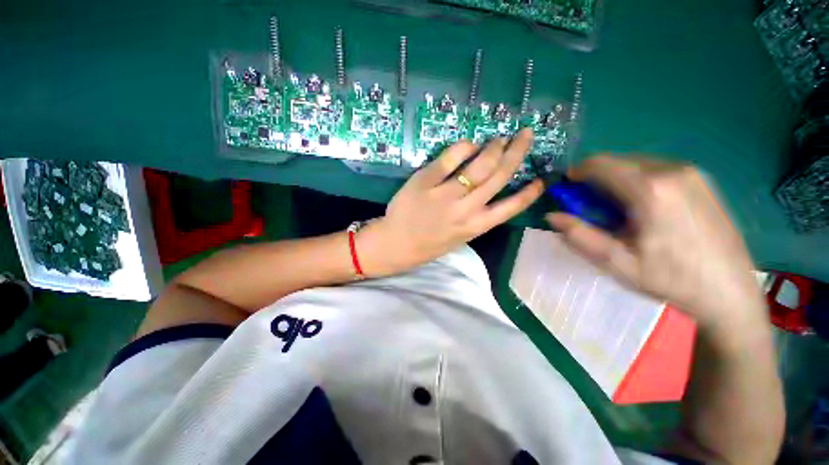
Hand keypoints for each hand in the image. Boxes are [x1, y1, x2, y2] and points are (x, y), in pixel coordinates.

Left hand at [358, 129, 543, 276]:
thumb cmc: (429, 243)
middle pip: (498, 176)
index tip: (541, 179)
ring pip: (479, 166)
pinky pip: (448, 159)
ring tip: (499, 138)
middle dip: (517, 153)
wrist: (397, 245)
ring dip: (493, 148)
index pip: (511, 207)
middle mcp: (465, 210)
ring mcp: (445, 195)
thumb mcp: (459, 237)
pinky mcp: (425, 182)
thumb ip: (476, 216)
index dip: (529, 192)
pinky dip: (462, 147)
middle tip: (525, 135)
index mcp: (476, 226)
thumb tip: (489, 188)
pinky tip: (469, 143)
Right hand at [547, 155, 766, 334]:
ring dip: (615, 180)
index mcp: (650, 189)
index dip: (576, 174)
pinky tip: (643, 209)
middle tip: (591, 208)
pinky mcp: (701, 180)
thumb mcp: (617, 262)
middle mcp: (672, 171)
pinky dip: (637, 181)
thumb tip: (551, 215)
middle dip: (595, 179)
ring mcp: (691, 173)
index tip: (567, 191)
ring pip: (635, 164)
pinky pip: (655, 169)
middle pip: (617, 161)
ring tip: (617, 212)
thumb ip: (579, 235)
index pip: (599, 164)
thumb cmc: (671, 279)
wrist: (730, 293)